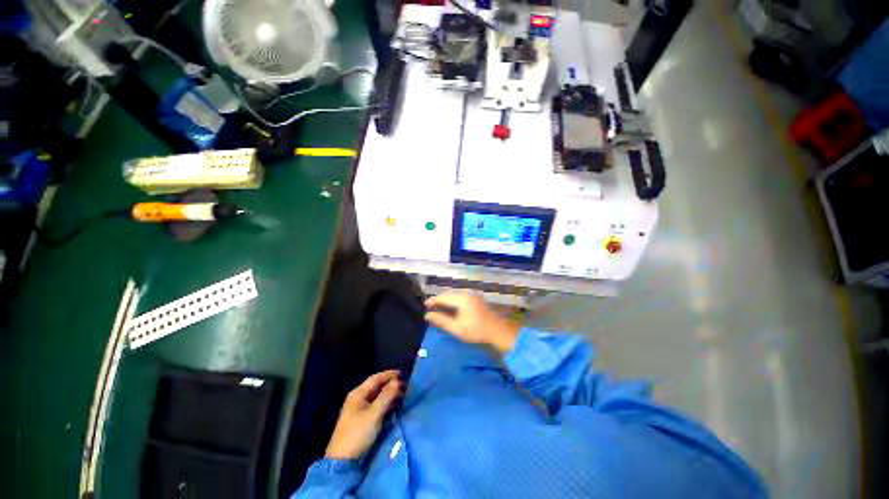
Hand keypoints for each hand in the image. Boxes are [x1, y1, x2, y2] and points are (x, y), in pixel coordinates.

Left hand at [325, 370, 403, 459]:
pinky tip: (397, 408)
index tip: (405, 374)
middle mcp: (358, 400)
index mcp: (357, 394)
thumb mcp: (374, 414)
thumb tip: (398, 381)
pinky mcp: (364, 421)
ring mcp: (360, 411)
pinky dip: (387, 406)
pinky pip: (378, 408)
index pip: (374, 379)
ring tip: (406, 395)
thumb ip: (386, 397)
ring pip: (377, 398)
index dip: (389, 375)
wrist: (345, 455)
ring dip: (390, 396)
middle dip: (391, 385)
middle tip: (409, 386)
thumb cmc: (358, 432)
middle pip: (376, 388)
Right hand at [424, 292, 519, 353]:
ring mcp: (474, 295)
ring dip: (446, 301)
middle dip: (439, 300)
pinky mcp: (477, 299)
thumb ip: (441, 321)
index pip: (442, 297)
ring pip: (455, 295)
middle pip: (449, 294)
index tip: (424, 306)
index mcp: (462, 298)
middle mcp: (467, 293)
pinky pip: (461, 297)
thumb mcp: (456, 328)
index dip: (432, 301)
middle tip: (430, 308)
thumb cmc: (477, 331)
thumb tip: (427, 315)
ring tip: (438, 309)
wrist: (499, 332)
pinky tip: (451, 309)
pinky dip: (454, 301)